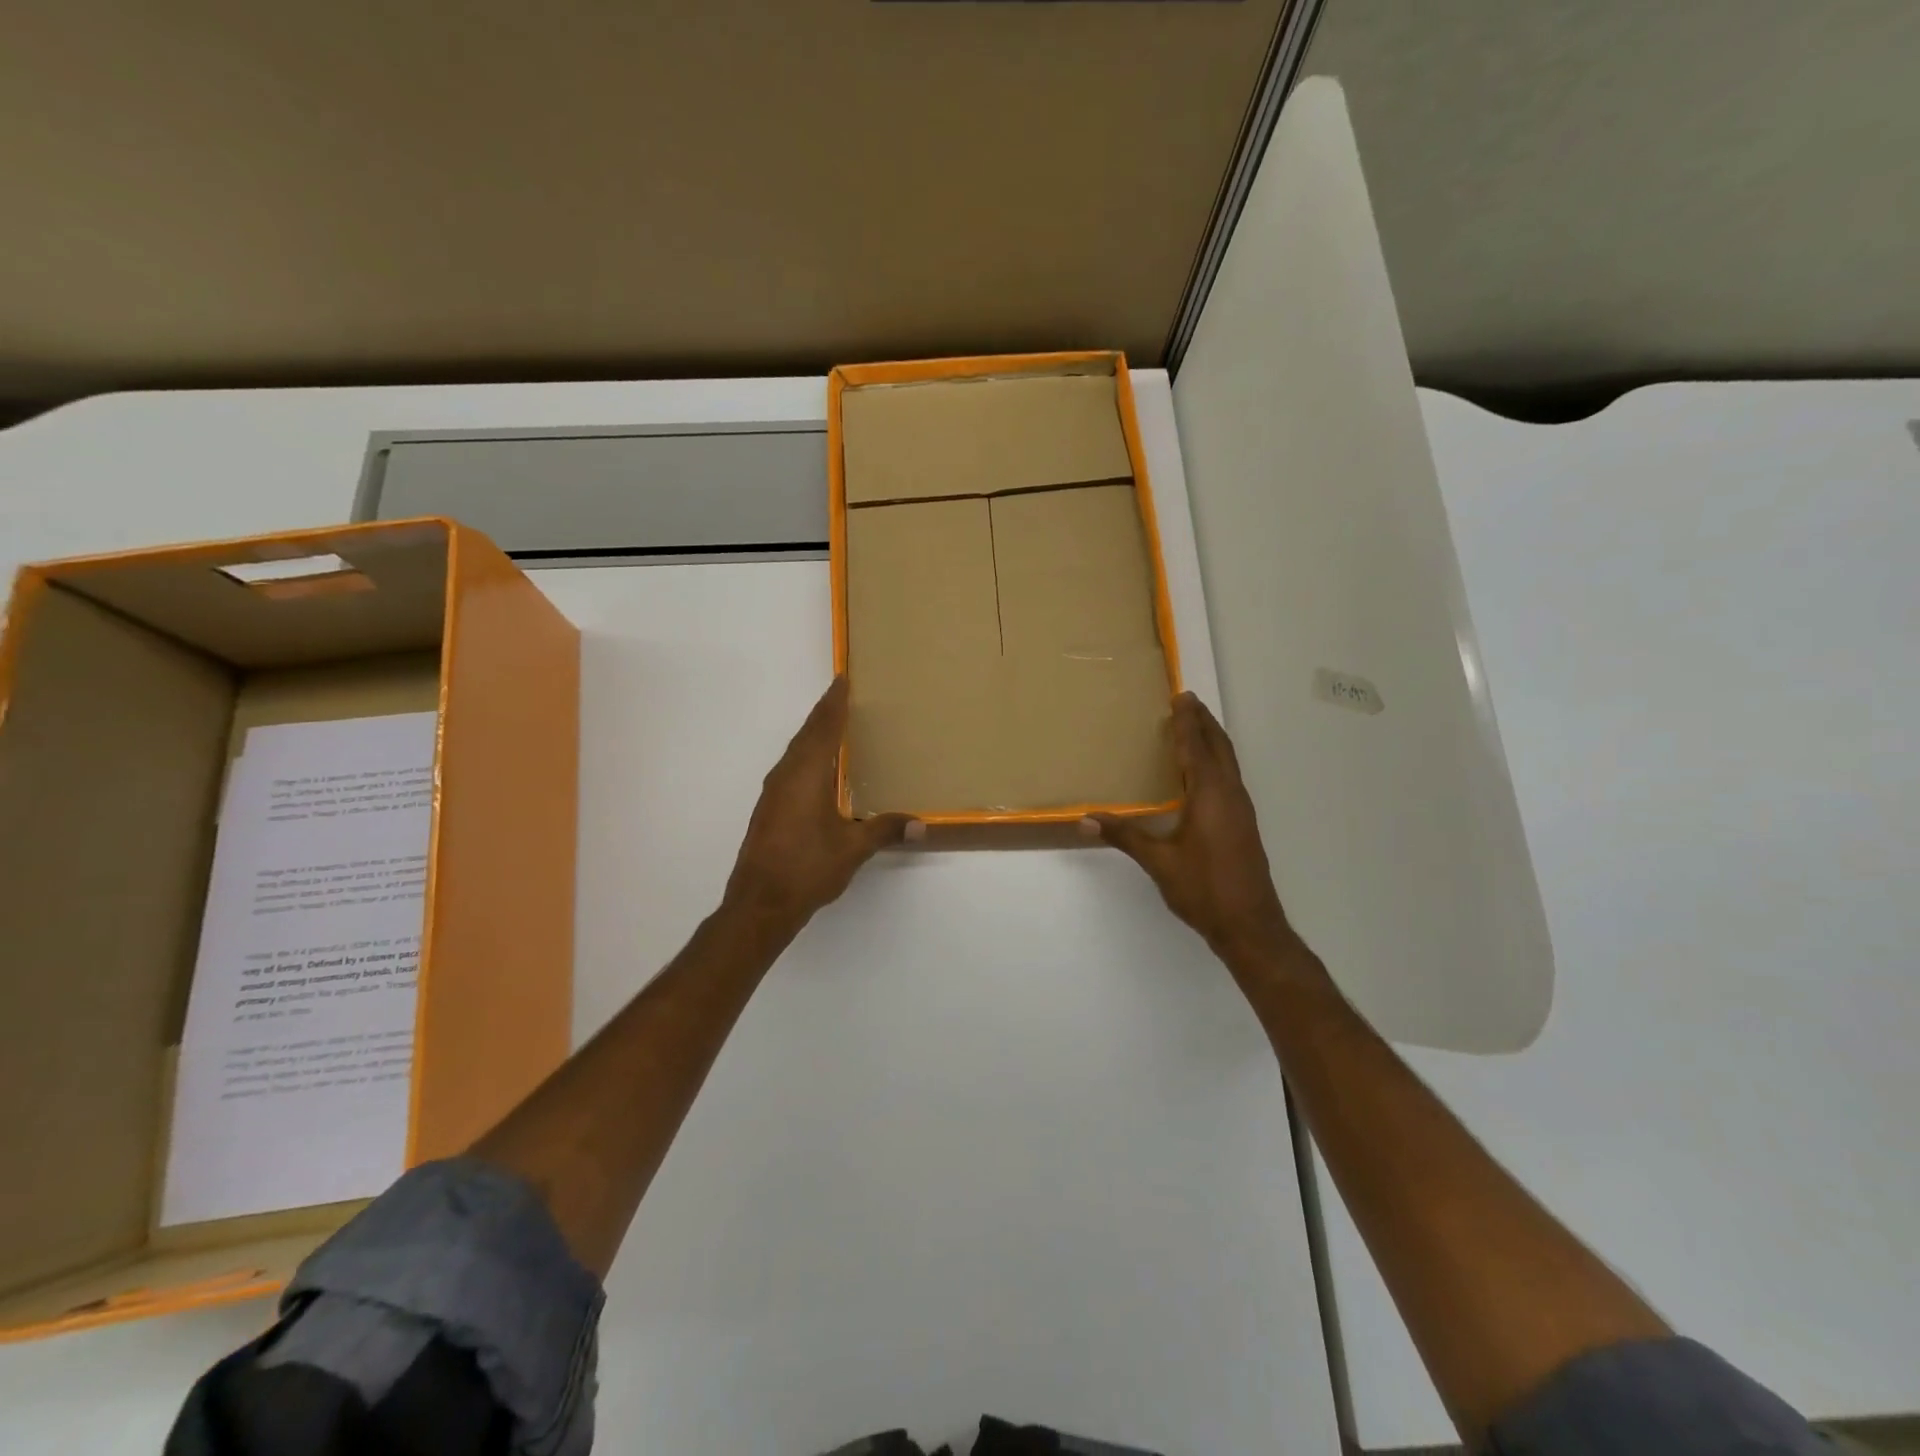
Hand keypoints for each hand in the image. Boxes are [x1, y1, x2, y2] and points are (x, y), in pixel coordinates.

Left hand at [723, 678, 912, 937]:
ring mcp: (773, 793)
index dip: (834, 703)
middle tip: (842, 696)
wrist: (759, 904)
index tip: (842, 680)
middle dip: (824, 714)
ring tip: (835, 727)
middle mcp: (786, 776)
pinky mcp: (769, 810)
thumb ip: (885, 830)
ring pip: (795, 752)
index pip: (823, 728)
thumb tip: (920, 824)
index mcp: (806, 774)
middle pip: (806, 735)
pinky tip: (819, 771)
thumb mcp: (852, 848)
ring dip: (813, 735)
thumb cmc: (807, 868)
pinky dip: (806, 757)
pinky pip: (790, 769)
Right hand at [1091, 693, 1299, 967]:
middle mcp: (1230, 794)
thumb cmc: (1203, 889)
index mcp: (1210, 795)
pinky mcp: (1244, 823)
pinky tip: (1205, 773)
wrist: (1250, 925)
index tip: (1180, 698)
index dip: (1186, 723)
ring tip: (1196, 727)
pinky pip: (1230, 777)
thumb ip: (1124, 836)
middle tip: (1188, 702)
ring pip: (1229, 762)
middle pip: (1219, 747)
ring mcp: (1241, 809)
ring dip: (1213, 740)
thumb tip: (1084, 820)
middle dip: (1204, 723)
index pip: (1196, 748)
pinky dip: (1217, 761)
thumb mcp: (1158, 862)